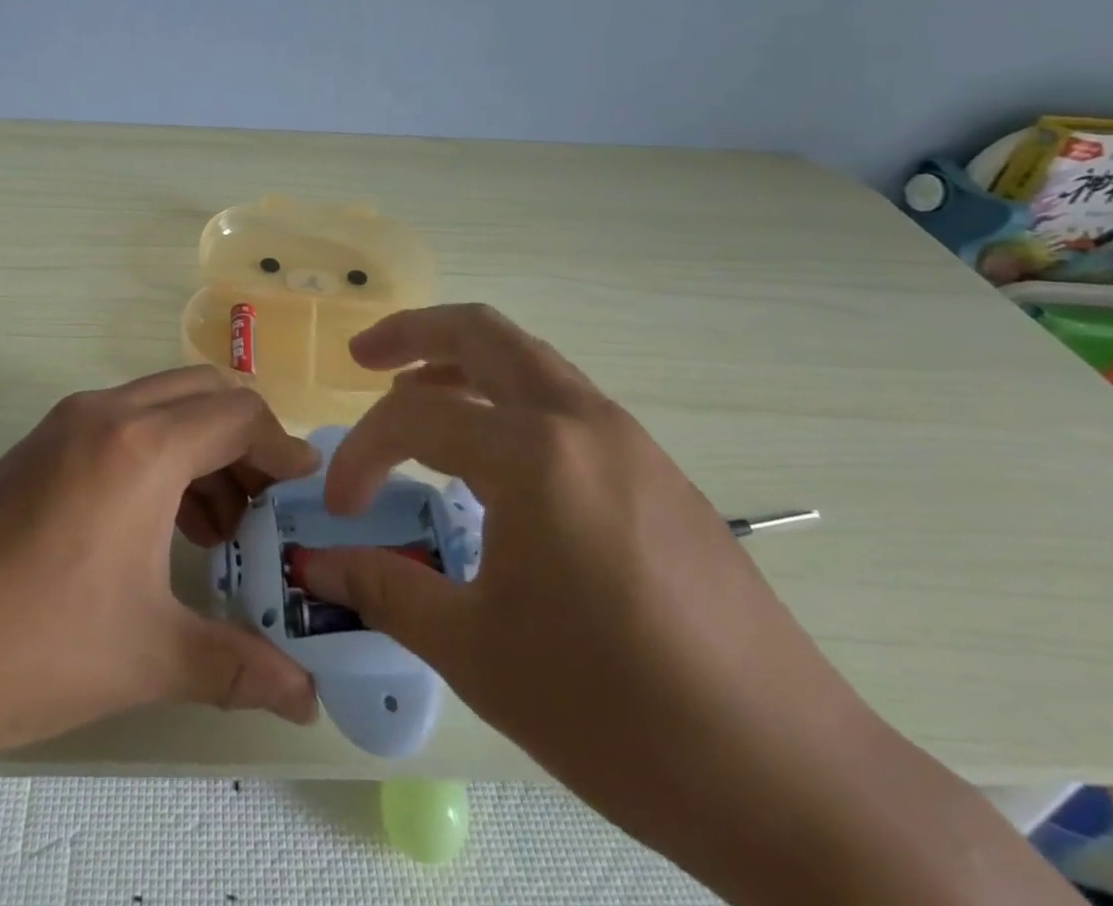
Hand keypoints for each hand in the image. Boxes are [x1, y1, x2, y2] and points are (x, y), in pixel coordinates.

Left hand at [0, 366, 320, 753]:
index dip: (281, 446)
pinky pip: (127, 418)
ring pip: (165, 400)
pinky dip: (162, 447)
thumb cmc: (39, 643)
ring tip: (215, 522)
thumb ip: (240, 666)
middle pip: (205, 391)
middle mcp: (109, 412)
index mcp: (143, 448)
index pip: (239, 414)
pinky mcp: (46, 437)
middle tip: (260, 503)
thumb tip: (308, 700)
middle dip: (245, 438)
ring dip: (202, 443)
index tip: (301, 487)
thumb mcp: (148, 655)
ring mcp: (71, 419)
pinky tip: (162, 518)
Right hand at [301, 306, 876, 867]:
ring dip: (464, 362)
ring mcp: (628, 439)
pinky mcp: (656, 470)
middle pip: (482, 332)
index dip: (362, 454)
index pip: (415, 418)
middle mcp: (581, 421)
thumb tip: (319, 567)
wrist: (793, 781)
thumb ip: (386, 590)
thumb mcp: (477, 653)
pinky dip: (508, 399)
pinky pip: (562, 401)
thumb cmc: (616, 713)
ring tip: (417, 395)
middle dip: (413, 333)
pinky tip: (492, 458)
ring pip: (527, 359)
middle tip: (363, 357)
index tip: (341, 508)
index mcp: (533, 454)